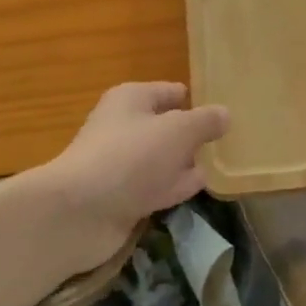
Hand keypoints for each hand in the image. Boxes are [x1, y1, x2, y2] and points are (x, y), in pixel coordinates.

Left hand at [36, 82, 229, 276]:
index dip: (194, 100)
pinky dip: (173, 188)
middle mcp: (124, 127)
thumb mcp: (179, 131)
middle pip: (166, 126)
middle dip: (192, 136)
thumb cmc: (132, 157)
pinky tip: (196, 190)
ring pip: (162, 159)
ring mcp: (122, 165)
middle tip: (225, 142)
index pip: (170, 92)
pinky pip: (155, 186)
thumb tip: (225, 114)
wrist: (79, 213)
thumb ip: (206, 121)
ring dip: (184, 164)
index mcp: (132, 99)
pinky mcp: (121, 197)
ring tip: (217, 166)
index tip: (222, 113)